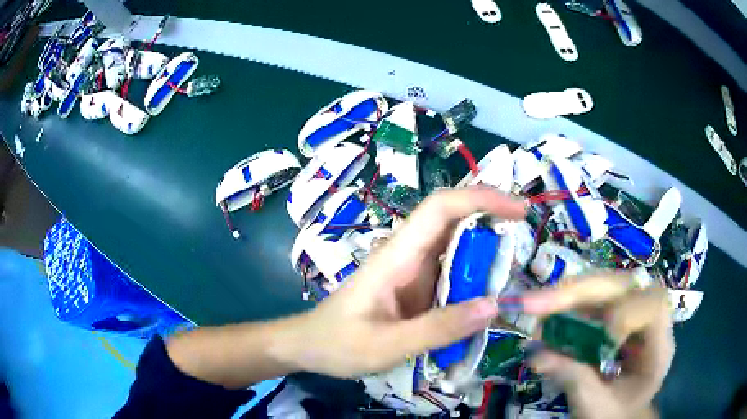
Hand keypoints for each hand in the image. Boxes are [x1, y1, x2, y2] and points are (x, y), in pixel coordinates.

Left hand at [274, 187, 525, 377]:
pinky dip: (474, 275)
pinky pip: (450, 271)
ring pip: (455, 245)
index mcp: (397, 256)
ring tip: (514, 271)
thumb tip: (494, 306)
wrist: (309, 346)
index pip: (441, 208)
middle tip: (526, 237)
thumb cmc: (339, 344)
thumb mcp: (387, 345)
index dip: (481, 199)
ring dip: (486, 250)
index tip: (518, 209)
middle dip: (492, 217)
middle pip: (453, 219)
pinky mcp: (414, 286)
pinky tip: (488, 294)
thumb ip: (439, 329)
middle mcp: (407, 254)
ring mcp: (411, 270)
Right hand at [523, 274, 673, 418]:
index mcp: (659, 346)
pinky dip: (563, 306)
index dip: (626, 315)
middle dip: (580, 292)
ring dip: (565, 295)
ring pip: (602, 286)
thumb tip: (536, 355)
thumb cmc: (614, 415)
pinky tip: (542, 315)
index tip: (598, 340)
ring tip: (531, 306)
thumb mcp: (597, 407)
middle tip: (536, 303)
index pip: (653, 306)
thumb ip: (575, 380)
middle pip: (622, 286)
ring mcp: (629, 312)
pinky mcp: (611, 313)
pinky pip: (589, 299)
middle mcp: (647, 320)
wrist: (618, 414)